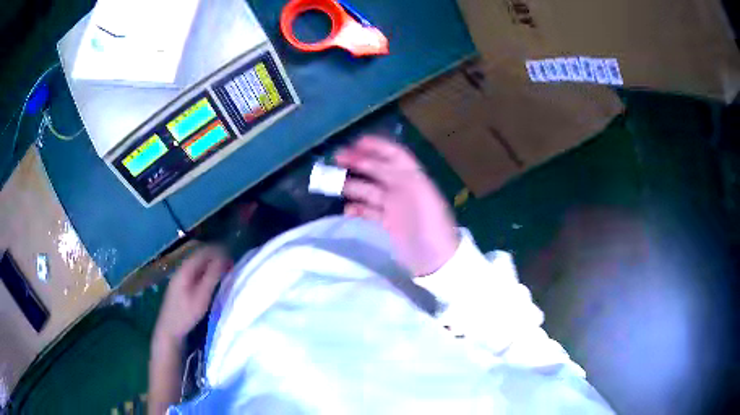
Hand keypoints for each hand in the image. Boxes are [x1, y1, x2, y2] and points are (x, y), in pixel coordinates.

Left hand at [154, 246, 231, 344]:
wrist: (169, 329)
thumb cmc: (186, 313)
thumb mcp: (202, 296)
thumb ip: (212, 276)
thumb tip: (223, 258)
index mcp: (186, 269)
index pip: (204, 252)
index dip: (218, 252)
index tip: (232, 258)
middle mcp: (182, 269)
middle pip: (200, 256)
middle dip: (215, 258)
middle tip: (230, 266)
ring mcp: (180, 277)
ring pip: (198, 265)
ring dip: (211, 266)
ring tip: (224, 272)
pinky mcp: (180, 285)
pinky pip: (195, 272)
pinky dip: (205, 272)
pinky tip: (211, 281)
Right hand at [336, 136, 458, 275]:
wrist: (436, 260)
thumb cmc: (431, 225)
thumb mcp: (420, 195)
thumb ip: (399, 176)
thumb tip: (374, 162)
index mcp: (413, 178)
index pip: (394, 155)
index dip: (377, 146)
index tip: (355, 142)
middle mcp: (403, 188)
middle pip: (378, 170)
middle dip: (358, 162)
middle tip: (335, 159)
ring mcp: (394, 206)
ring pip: (369, 190)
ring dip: (352, 185)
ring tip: (333, 184)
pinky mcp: (388, 223)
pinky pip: (369, 211)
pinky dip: (357, 208)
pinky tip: (347, 210)